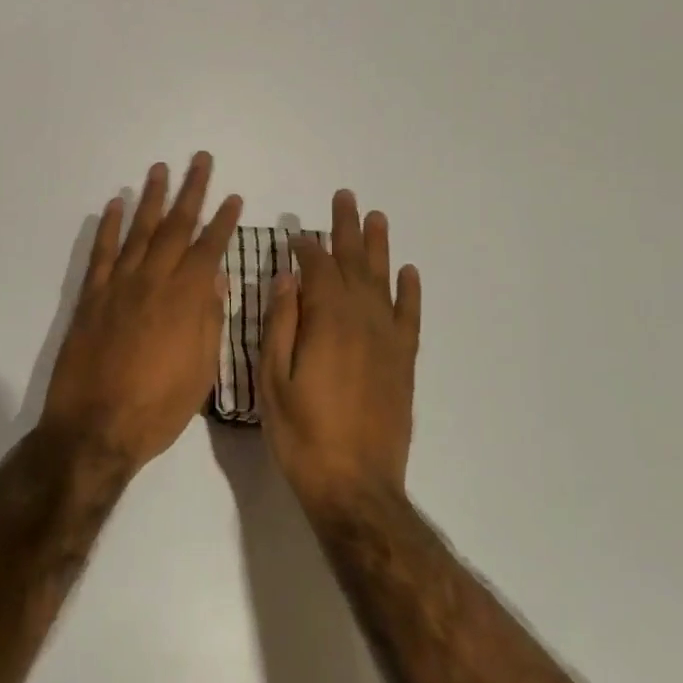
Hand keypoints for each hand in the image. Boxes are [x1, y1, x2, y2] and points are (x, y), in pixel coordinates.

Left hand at [39, 154, 241, 475]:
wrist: (95, 428)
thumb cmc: (158, 407)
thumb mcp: (201, 371)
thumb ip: (209, 319)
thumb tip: (216, 278)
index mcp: (185, 300)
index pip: (209, 248)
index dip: (223, 221)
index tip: (233, 197)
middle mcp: (153, 281)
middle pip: (176, 226)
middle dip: (191, 191)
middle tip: (199, 160)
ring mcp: (118, 285)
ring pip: (139, 231)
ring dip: (151, 198)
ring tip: (159, 168)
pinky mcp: (91, 297)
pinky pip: (102, 253)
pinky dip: (109, 227)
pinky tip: (115, 205)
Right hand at [259, 190, 421, 512]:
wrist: (355, 485)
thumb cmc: (302, 434)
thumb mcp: (273, 379)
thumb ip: (280, 323)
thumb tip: (287, 277)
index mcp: (327, 321)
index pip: (316, 268)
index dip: (305, 246)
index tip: (295, 232)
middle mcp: (362, 320)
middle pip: (354, 263)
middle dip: (346, 230)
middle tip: (345, 198)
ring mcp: (387, 340)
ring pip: (383, 281)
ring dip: (378, 247)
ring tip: (376, 217)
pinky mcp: (403, 361)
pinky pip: (409, 316)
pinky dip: (409, 291)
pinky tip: (408, 271)